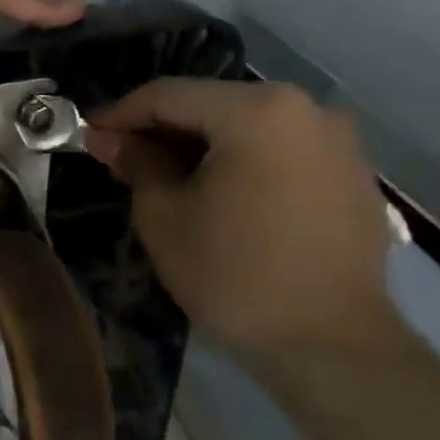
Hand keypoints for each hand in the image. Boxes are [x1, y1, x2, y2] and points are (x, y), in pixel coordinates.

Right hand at [86, 80, 396, 364]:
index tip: (88, 133)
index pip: (169, 95)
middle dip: (161, 130)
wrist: (332, 345)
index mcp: (257, 110)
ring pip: (247, 127)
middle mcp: (306, 109)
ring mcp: (337, 140)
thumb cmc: (234, 274)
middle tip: (121, 157)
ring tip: (165, 176)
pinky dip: (241, 161)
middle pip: (212, 105)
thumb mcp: (164, 215)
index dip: (121, 113)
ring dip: (200, 145)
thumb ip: (137, 162)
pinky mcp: (352, 174)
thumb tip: (110, 138)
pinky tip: (218, 192)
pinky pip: (281, 151)